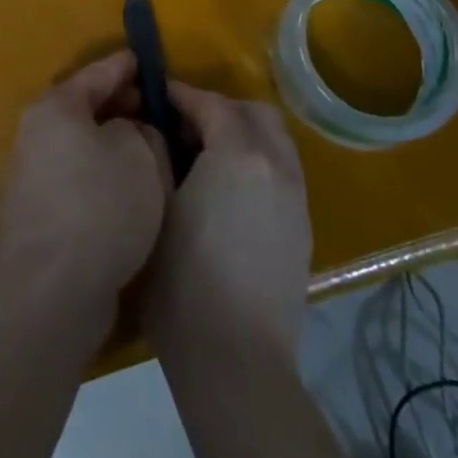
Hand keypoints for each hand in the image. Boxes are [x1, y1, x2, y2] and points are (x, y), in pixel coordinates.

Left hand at [0, 51, 170, 311]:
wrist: (52, 290)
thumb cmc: (100, 205)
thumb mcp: (141, 154)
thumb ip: (144, 132)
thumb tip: (133, 135)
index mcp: (57, 107)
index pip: (98, 73)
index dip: (127, 66)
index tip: (149, 61)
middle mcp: (37, 135)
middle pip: (86, 110)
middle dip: (122, 108)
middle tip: (157, 111)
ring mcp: (33, 178)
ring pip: (83, 148)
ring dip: (114, 148)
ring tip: (152, 154)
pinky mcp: (39, 217)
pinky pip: (79, 181)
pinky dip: (104, 179)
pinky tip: (132, 195)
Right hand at [143, 84, 311, 358]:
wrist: (236, 362)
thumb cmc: (183, 282)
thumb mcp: (156, 208)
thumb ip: (159, 155)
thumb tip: (158, 130)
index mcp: (240, 154)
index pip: (211, 103)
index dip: (181, 95)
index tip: (155, 95)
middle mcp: (277, 164)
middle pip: (253, 112)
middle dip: (219, 109)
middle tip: (183, 126)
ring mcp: (296, 196)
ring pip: (274, 139)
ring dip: (242, 133)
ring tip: (206, 156)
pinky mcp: (302, 226)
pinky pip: (282, 170)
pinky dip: (257, 162)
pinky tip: (228, 191)